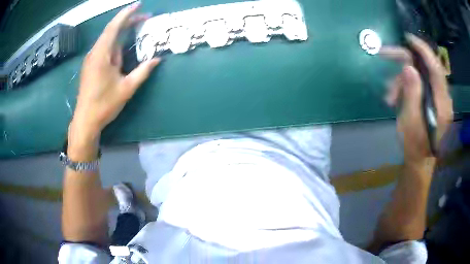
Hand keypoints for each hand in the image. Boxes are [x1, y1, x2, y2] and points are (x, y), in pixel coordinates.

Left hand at [71, 2, 159, 138]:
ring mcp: (92, 59)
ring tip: (137, 32)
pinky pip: (105, 49)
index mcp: (101, 55)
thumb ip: (142, 72)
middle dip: (128, 22)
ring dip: (122, 34)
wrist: (85, 121)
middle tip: (145, 18)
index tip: (138, 4)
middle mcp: (95, 53)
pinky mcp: (91, 66)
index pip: (114, 27)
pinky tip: (123, 51)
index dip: (126, 14)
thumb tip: (157, 59)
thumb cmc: (104, 105)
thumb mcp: (127, 88)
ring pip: (108, 40)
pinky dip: (116, 45)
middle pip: (111, 31)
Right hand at [380, 34, 452, 167]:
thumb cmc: (415, 146)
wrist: (419, 160)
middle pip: (426, 67)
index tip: (408, 38)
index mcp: (442, 104)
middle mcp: (443, 98)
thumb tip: (408, 67)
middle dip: (405, 61)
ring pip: (421, 75)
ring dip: (403, 79)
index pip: (436, 68)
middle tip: (385, 54)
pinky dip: (407, 85)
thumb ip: (412, 94)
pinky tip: (396, 95)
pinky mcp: (434, 100)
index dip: (423, 50)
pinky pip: (420, 83)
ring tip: (389, 94)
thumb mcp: (410, 122)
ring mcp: (439, 98)